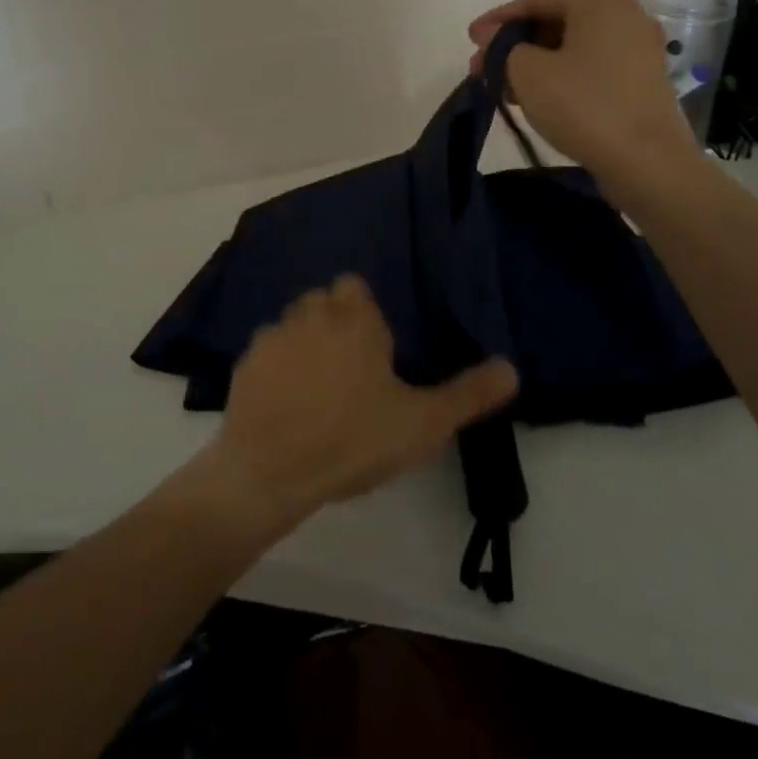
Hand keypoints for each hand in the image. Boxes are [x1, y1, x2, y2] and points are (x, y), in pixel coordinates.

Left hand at [199, 276, 517, 535]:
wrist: (270, 472)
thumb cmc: (353, 440)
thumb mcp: (423, 422)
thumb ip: (469, 394)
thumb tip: (512, 368)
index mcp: (353, 318)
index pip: (355, 286)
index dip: (365, 313)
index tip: (376, 351)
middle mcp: (310, 314)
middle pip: (323, 302)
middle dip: (336, 324)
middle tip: (352, 373)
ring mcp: (272, 336)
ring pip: (293, 325)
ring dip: (304, 344)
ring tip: (317, 392)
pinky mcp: (244, 364)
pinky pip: (266, 354)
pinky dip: (276, 370)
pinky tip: (285, 406)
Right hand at [468, 0, 702, 187]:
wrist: (647, 162)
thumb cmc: (584, 105)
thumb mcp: (527, 72)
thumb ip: (502, 47)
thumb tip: (491, 37)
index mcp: (599, 0)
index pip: (535, 0)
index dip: (497, 20)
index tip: (469, 40)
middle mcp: (625, 14)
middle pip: (555, 21)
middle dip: (514, 44)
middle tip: (481, 68)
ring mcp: (638, 48)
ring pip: (571, 46)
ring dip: (533, 63)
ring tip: (502, 87)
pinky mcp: (641, 79)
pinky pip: (590, 66)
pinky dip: (559, 75)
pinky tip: (534, 97)